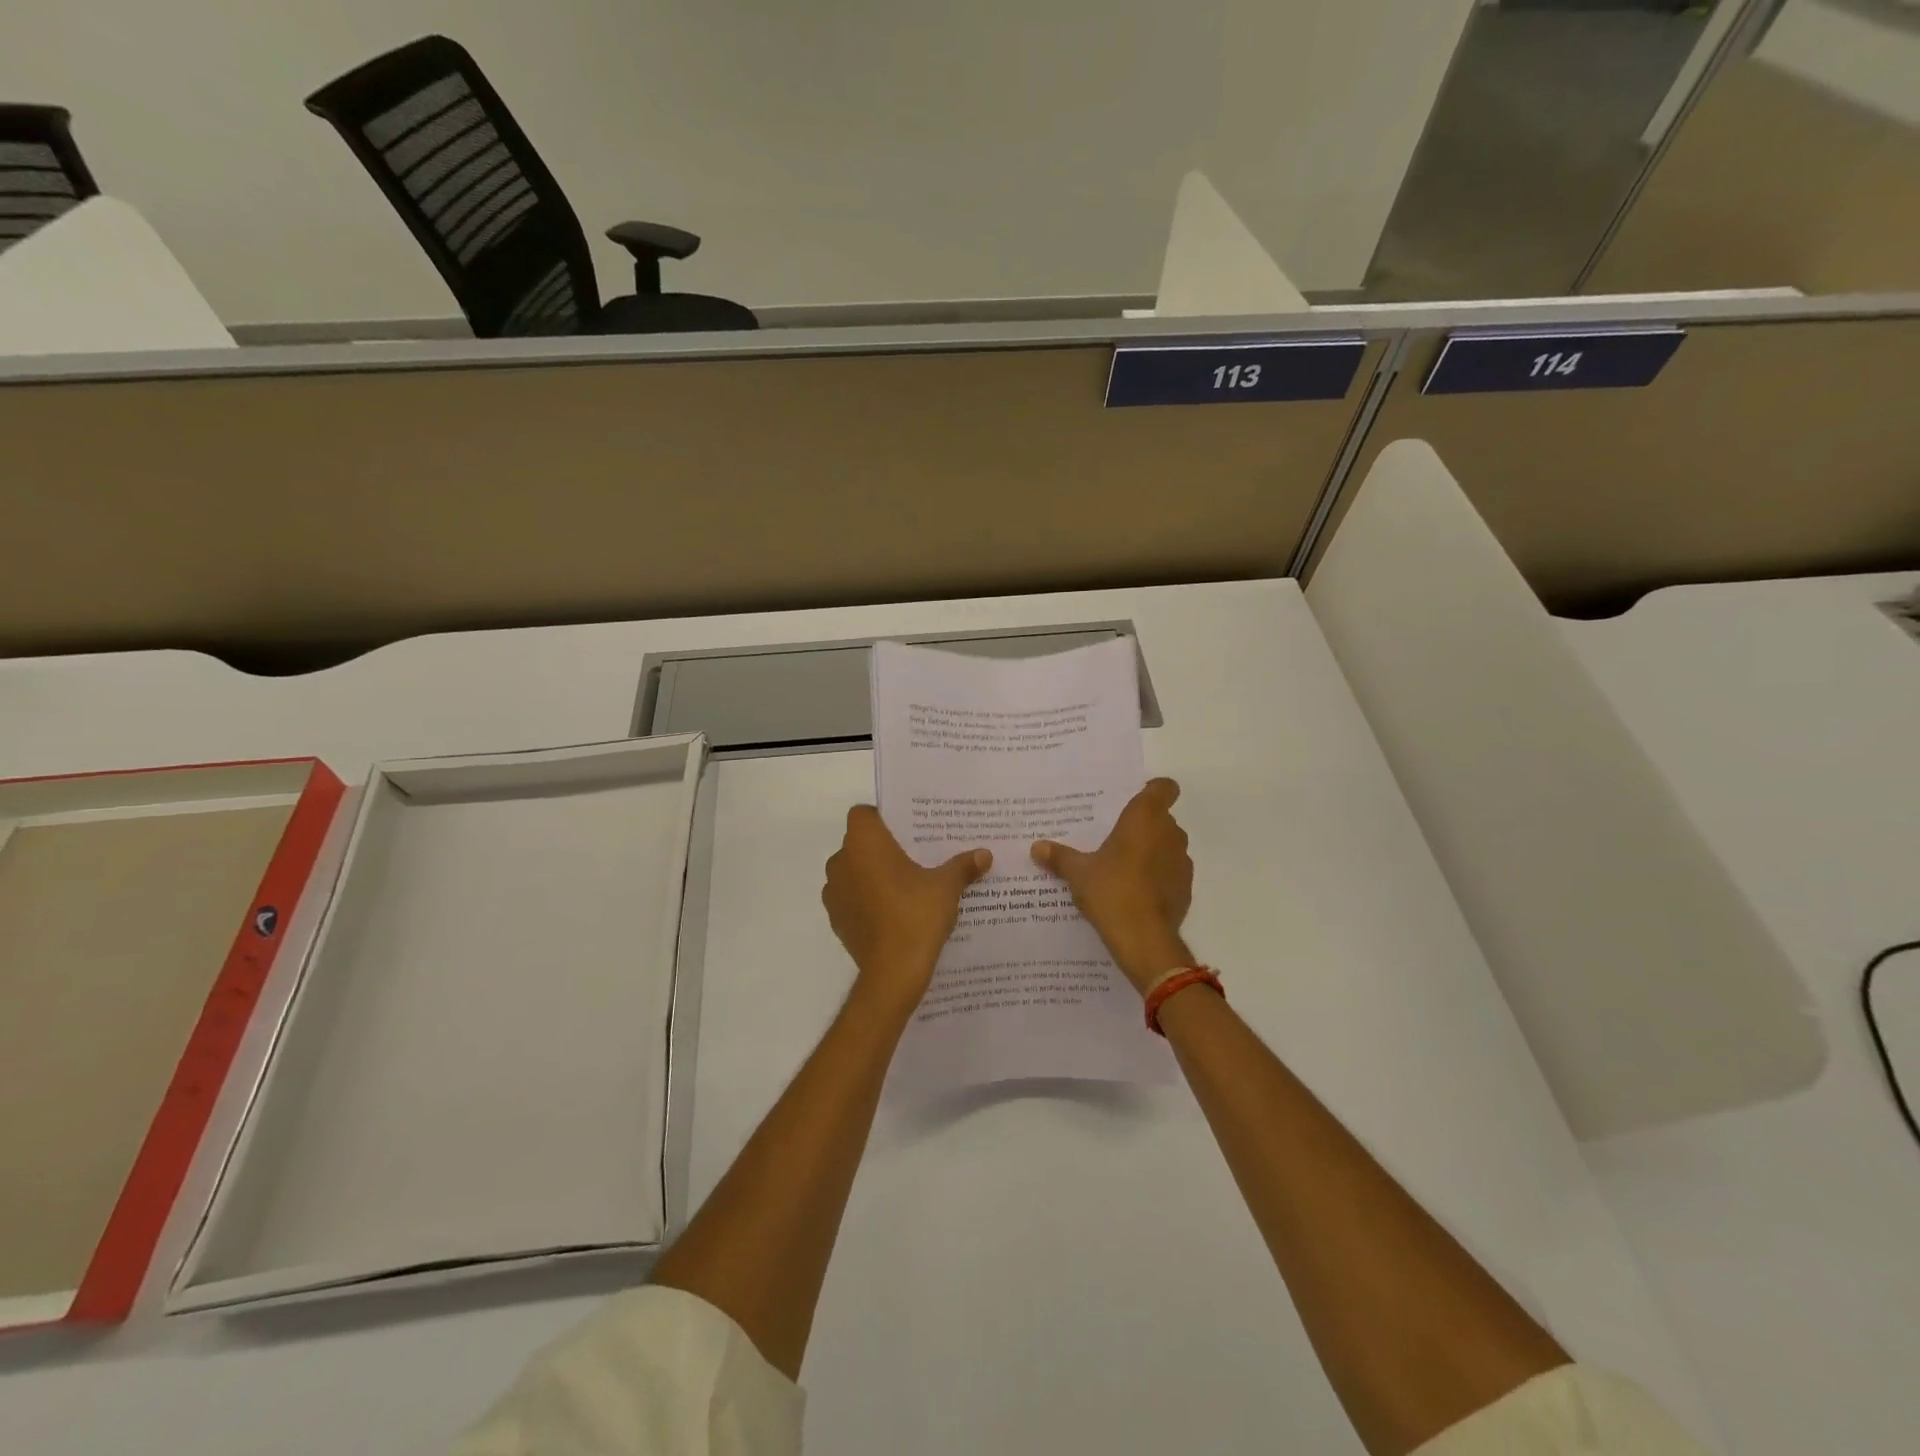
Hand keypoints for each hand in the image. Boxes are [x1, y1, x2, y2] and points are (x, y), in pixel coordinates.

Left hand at [823, 806, 991, 1015]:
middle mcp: (841, 861)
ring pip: (853, 871)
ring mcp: (834, 892)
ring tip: (905, 886)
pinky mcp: (836, 919)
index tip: (906, 830)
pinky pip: (851, 898)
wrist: (893, 972)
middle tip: (914, 856)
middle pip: (859, 842)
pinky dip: (866, 900)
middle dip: (882, 848)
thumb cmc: (916, 915)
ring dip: (871, 875)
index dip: (882, 818)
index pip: (863, 814)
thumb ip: (963, 866)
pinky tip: (892, 913)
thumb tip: (985, 854)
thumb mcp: (946, 887)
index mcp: (864, 842)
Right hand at [1032, 777, 1193, 994]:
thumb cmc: (1111, 891)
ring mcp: (1182, 861)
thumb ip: (1059, 856)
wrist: (1144, 939)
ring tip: (1123, 867)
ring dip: (1151, 851)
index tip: (1133, 801)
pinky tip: (1135, 893)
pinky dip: (1158, 877)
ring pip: (1168, 845)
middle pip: (1162, 818)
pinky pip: (1171, 872)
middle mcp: (1169, 833)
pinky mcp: (1186, 888)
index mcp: (1145, 818)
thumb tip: (1036, 847)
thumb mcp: (1078, 873)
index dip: (1152, 790)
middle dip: (1143, 826)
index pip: (1163, 787)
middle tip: (1114, 838)